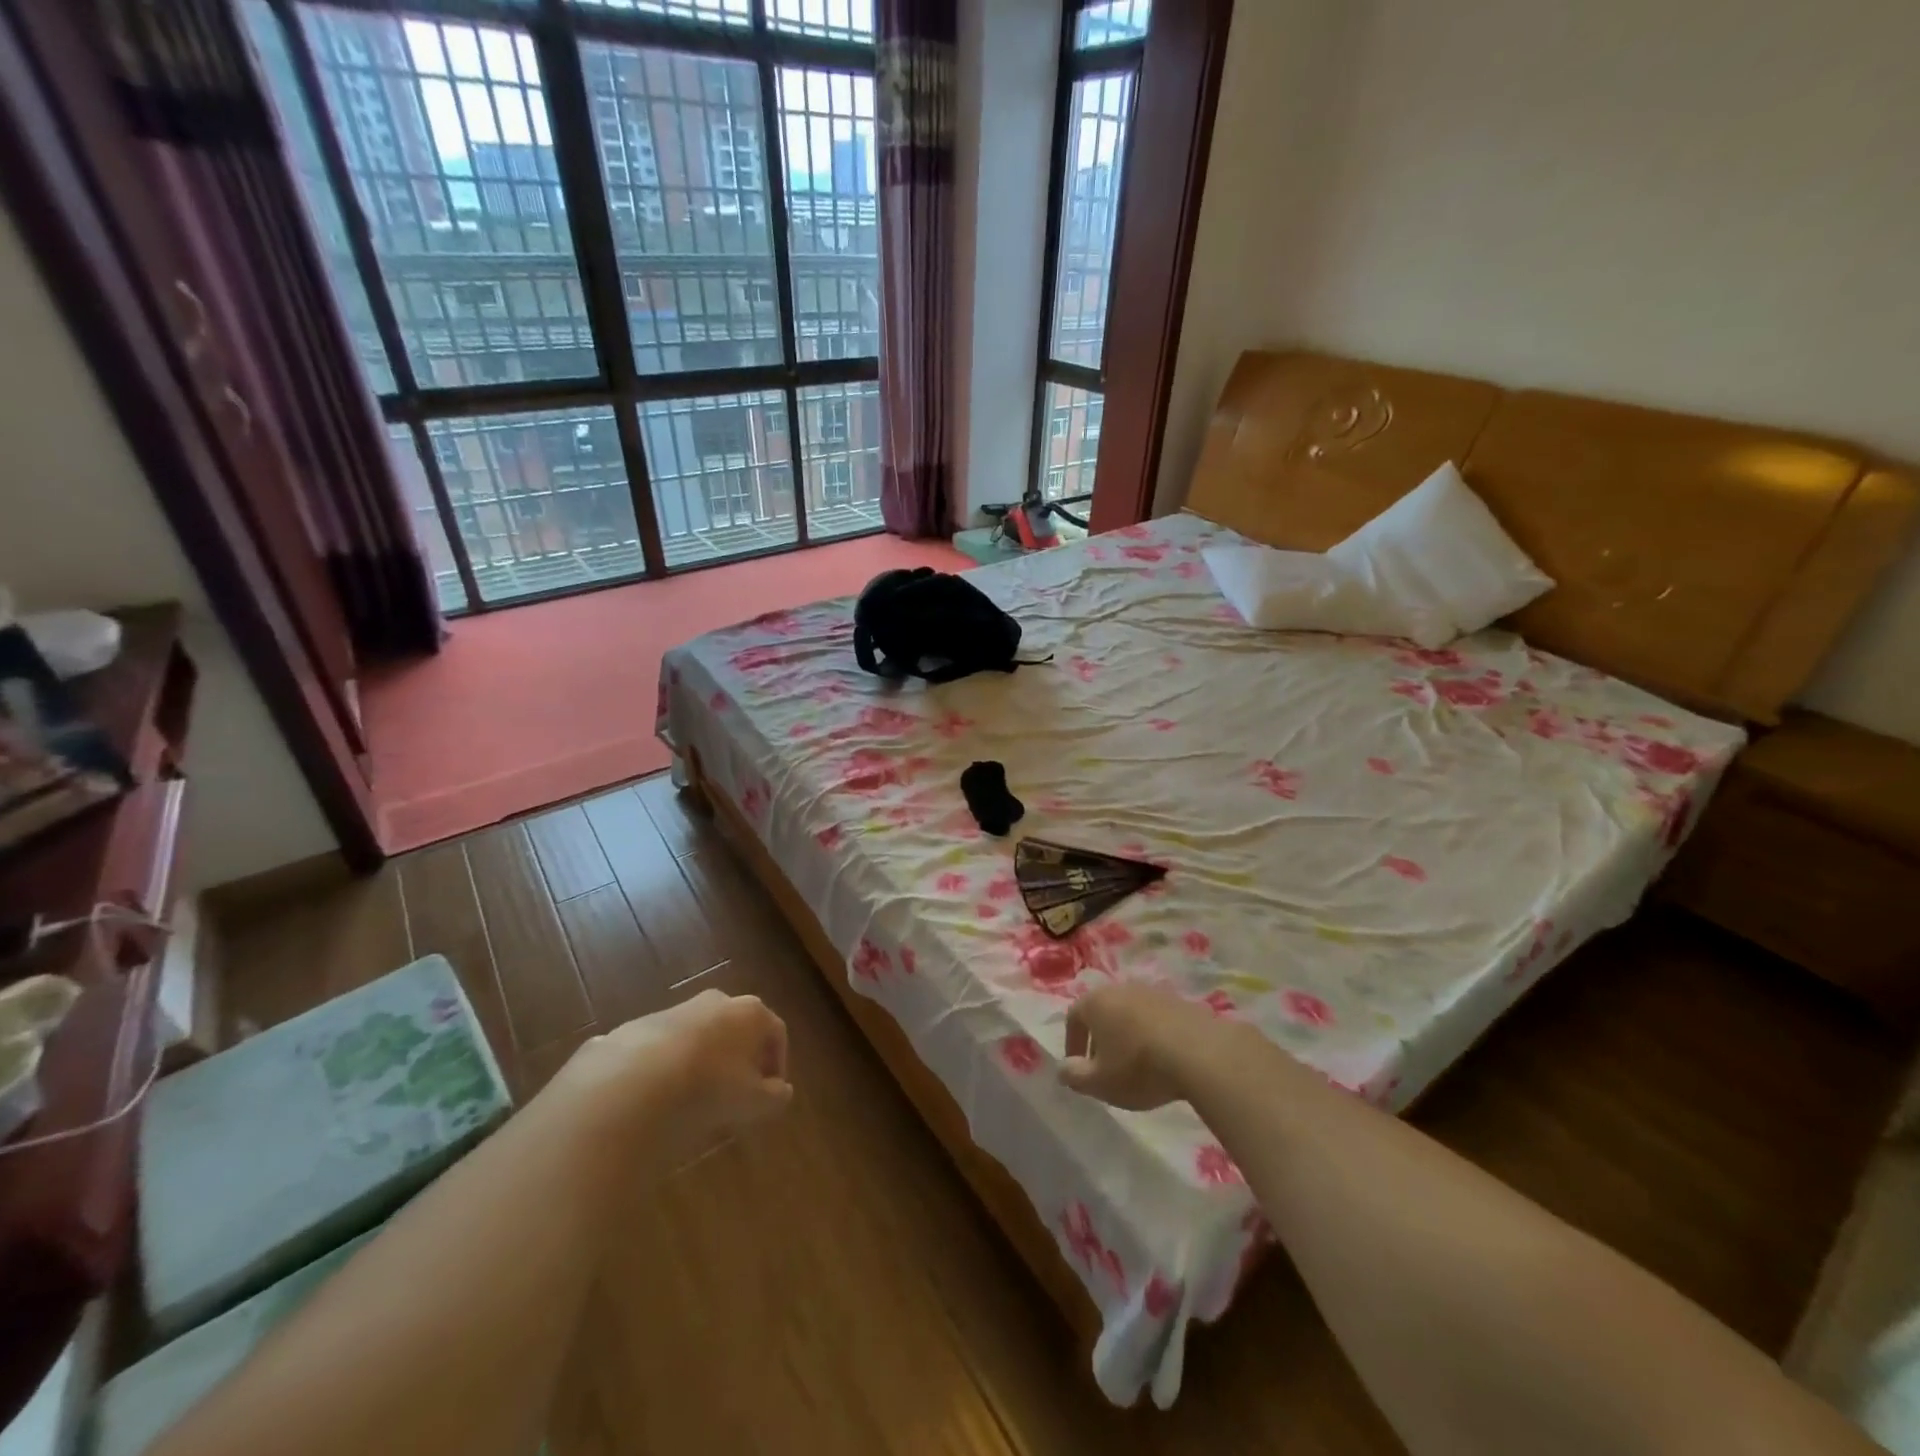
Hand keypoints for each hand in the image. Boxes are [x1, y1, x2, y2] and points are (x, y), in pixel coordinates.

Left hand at [553, 989, 792, 1163]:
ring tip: (694, 1097)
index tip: (771, 1092)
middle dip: (739, 1057)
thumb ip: (775, 1096)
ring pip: (698, 1034)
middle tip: (736, 1091)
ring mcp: (675, 1010)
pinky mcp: (638, 1026)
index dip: (778, 1063)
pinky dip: (667, 1066)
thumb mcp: (754, 1103)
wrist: (633, 1084)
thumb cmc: (709, 1088)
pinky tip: (659, 1096)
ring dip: (701, 1060)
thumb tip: (781, 1091)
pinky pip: (663, 1048)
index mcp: (750, 1012)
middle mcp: (716, 1001)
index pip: (775, 1032)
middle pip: (736, 1027)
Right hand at [1060, 983, 1226, 1110]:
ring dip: (1128, 1034)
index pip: (1073, 1018)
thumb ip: (1075, 1076)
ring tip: (1136, 1063)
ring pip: (1130, 1013)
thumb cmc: (1139, 1067)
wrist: (1200, 1052)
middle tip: (1105, 1065)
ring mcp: (1152, 992)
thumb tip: (1063, 1068)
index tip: (1079, 1068)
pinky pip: (1156, 1017)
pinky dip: (1153, 1034)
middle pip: (1103, 1011)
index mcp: (1095, 1002)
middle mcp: (1120, 988)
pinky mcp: (1180, 1001)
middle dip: (1100, 1037)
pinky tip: (1163, 1057)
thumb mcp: (1100, 1082)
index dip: (1073, 1044)